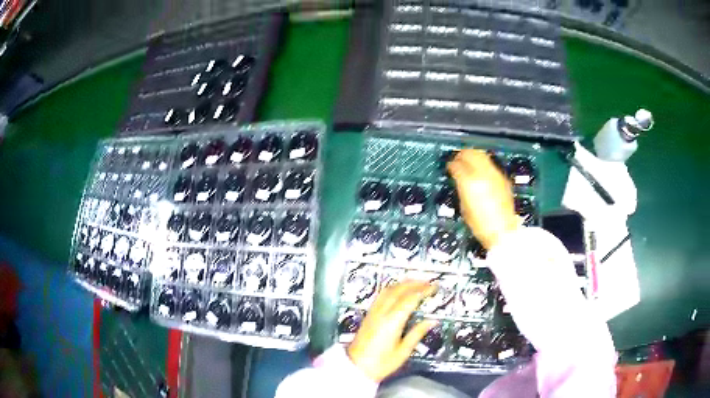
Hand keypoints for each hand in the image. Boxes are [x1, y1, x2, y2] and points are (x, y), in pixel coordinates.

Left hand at [347, 281, 436, 381]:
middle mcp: (381, 313)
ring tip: (416, 283)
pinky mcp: (368, 315)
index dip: (423, 291)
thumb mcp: (403, 351)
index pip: (410, 299)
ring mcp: (373, 313)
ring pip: (388, 290)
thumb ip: (417, 333)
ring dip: (403, 284)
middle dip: (414, 283)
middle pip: (398, 290)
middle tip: (428, 283)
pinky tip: (399, 291)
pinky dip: (393, 289)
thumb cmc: (379, 363)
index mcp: (392, 322)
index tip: (434, 288)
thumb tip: (431, 321)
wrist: (356, 367)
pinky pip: (381, 295)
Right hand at [447, 149, 519, 249]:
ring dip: (474, 156)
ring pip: (482, 155)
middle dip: (462, 154)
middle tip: (458, 158)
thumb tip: (460, 180)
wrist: (503, 232)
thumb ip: (461, 189)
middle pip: (471, 153)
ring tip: (469, 161)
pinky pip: (491, 165)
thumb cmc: (481, 225)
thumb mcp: (464, 208)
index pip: (457, 165)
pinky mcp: (503, 179)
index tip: (450, 166)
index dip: (451, 165)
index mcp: (470, 182)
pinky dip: (484, 164)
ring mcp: (495, 175)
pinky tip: (481, 171)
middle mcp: (483, 174)